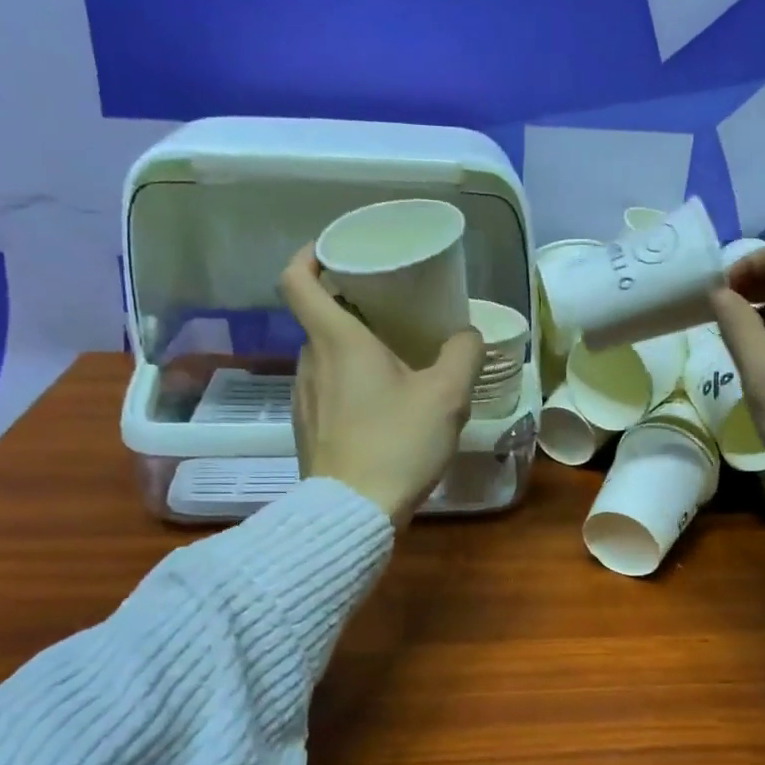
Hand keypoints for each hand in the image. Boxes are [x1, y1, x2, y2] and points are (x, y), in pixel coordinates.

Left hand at [278, 247, 484, 525]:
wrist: (354, 511)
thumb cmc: (397, 443)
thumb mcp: (447, 396)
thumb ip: (462, 354)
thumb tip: (466, 335)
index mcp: (337, 340)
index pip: (298, 279)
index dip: (310, 255)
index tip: (336, 252)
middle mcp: (310, 361)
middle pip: (320, 318)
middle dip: (353, 309)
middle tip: (392, 312)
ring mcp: (303, 398)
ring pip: (325, 357)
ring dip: (354, 351)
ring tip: (394, 363)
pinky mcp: (305, 429)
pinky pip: (326, 390)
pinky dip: (349, 384)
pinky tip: (381, 409)